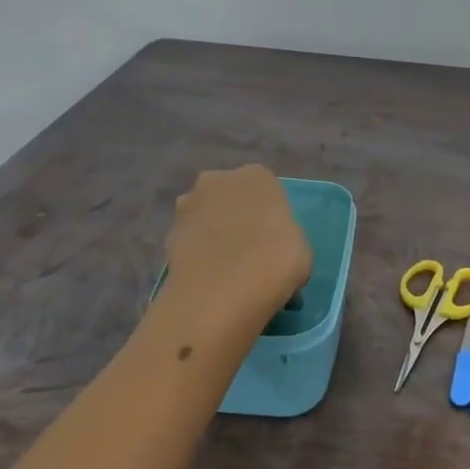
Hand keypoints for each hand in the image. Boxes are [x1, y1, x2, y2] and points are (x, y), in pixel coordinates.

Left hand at [163, 165, 311, 323]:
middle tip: (249, 252)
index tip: (274, 240)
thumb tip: (271, 250)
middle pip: (229, 197)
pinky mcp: (167, 235)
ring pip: (206, 217)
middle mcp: (218, 180)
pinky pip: (189, 242)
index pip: (265, 189)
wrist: (222, 292)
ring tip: (226, 270)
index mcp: (257, 176)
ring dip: (213, 234)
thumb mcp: (301, 249)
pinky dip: (197, 255)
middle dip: (235, 217)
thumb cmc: (275, 261)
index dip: (269, 214)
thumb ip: (284, 238)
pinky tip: (208, 280)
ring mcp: (188, 205)